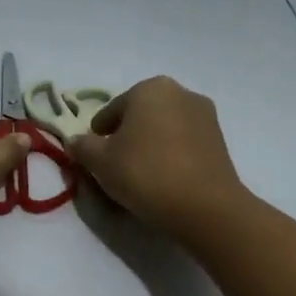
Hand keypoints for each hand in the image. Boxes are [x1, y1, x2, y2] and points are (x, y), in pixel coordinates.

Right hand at [67, 76, 249, 236]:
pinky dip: (171, 156)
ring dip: (150, 147)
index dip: (97, 136)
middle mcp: (181, 92)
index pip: (110, 111)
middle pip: (140, 117)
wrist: (204, 206)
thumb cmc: (145, 174)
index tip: (94, 158)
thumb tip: (76, 141)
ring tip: (141, 177)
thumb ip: (82, 146)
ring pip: (163, 130)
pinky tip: (165, 180)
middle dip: (126, 138)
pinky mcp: (220, 141)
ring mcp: (205, 116)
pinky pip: (184, 145)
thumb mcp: (100, 162)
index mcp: (149, 88)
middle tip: (116, 167)